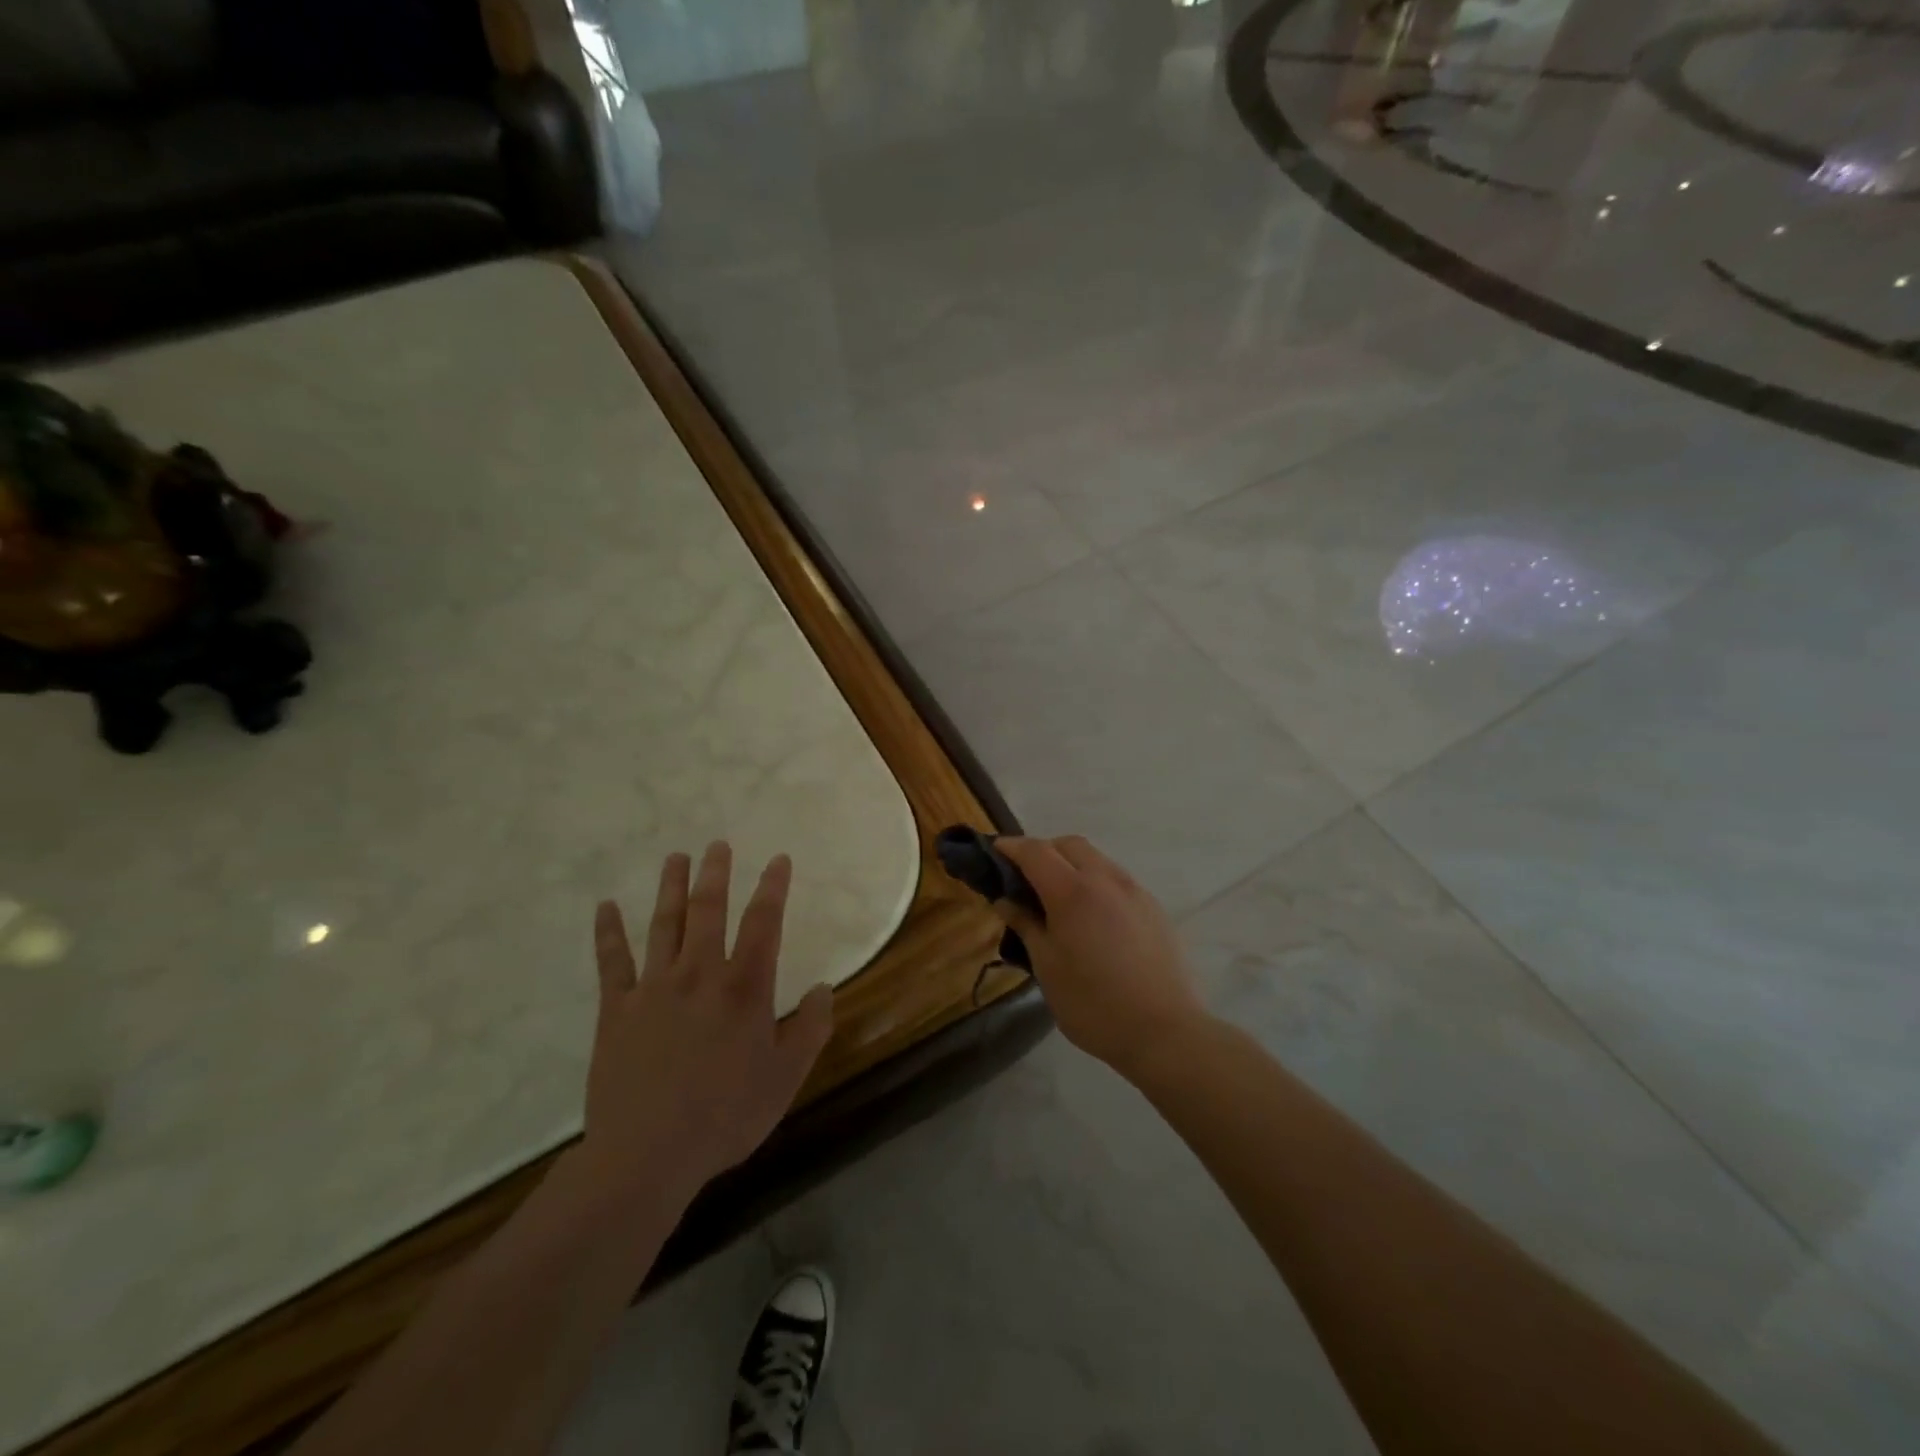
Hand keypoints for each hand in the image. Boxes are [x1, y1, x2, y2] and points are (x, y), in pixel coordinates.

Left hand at [582, 843, 834, 1202]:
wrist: (647, 1156)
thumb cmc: (725, 1116)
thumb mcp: (785, 1078)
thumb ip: (809, 1029)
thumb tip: (822, 988)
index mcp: (744, 988)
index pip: (764, 923)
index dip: (773, 887)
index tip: (778, 860)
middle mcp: (700, 974)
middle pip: (709, 911)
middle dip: (716, 874)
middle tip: (717, 845)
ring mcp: (654, 988)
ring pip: (664, 925)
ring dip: (671, 888)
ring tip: (676, 858)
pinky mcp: (616, 1010)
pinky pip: (612, 962)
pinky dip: (608, 932)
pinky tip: (605, 906)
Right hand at [995, 835, 1209, 1082]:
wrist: (1166, 1031)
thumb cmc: (1094, 1004)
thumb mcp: (1047, 967)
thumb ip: (1026, 926)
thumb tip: (1006, 900)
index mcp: (1073, 891)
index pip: (1035, 851)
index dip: (1012, 847)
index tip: (995, 851)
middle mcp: (1106, 880)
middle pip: (1070, 845)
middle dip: (1044, 850)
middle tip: (1026, 878)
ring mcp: (1135, 891)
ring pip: (1097, 860)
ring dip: (1072, 865)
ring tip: (1059, 899)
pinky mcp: (1154, 908)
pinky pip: (1118, 880)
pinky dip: (1096, 883)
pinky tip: (1093, 918)